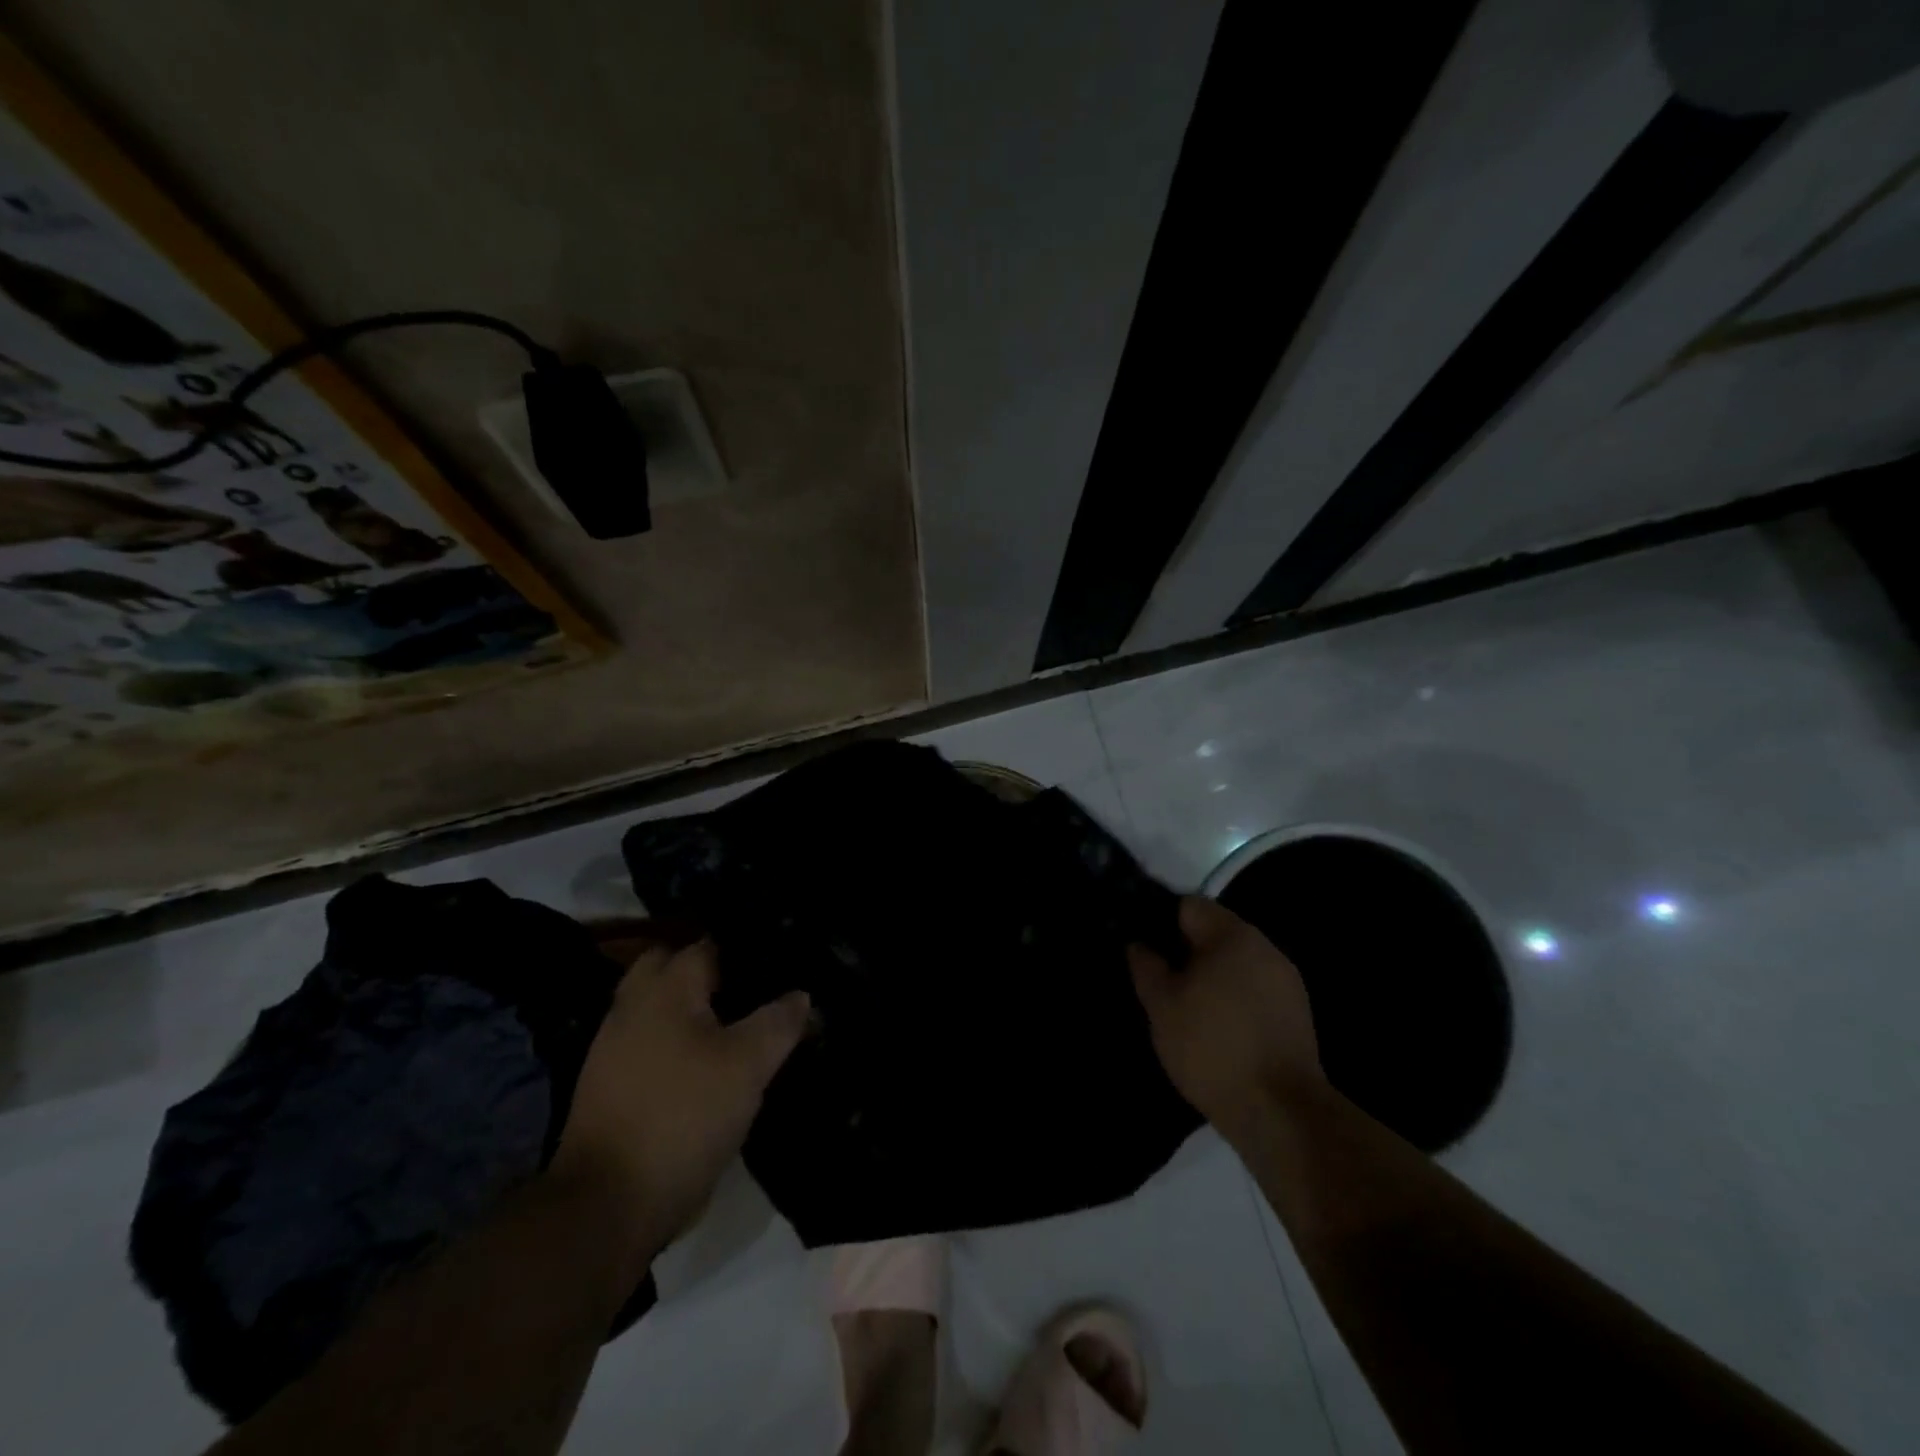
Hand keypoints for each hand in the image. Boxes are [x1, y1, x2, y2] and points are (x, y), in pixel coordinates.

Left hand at [553, 939, 809, 1261]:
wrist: (606, 1205)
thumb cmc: (683, 1117)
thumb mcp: (748, 1067)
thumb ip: (778, 1022)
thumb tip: (800, 995)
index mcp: (666, 988)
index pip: (710, 945)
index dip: (748, 951)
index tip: (782, 963)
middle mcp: (633, 1005)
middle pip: (674, 967)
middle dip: (712, 972)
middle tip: (754, 991)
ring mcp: (614, 1046)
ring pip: (660, 1006)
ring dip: (693, 1008)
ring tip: (738, 1025)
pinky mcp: (609, 1084)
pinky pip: (651, 1041)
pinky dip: (677, 1041)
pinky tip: (706, 1063)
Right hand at [1129, 896, 1323, 1138]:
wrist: (1279, 1111)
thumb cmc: (1211, 1046)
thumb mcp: (1161, 1005)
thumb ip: (1146, 965)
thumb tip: (1139, 944)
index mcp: (1233, 934)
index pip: (1189, 906)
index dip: (1160, 922)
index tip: (1144, 950)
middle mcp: (1265, 947)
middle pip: (1215, 933)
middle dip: (1186, 952)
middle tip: (1161, 984)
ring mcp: (1286, 981)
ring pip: (1235, 964)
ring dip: (1211, 977)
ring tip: (1188, 1010)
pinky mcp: (1297, 1014)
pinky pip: (1254, 991)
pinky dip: (1234, 1000)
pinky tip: (1218, 1030)